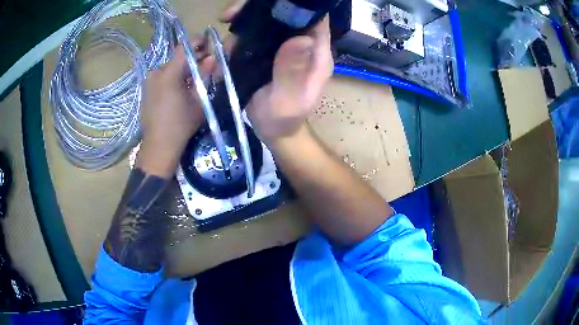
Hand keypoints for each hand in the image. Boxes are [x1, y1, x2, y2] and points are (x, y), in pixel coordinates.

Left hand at [137, 38, 213, 177]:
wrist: (158, 147)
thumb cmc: (181, 125)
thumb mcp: (198, 100)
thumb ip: (205, 76)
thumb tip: (213, 58)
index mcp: (169, 73)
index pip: (185, 46)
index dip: (199, 42)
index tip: (209, 45)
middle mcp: (156, 72)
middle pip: (178, 57)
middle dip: (193, 59)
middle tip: (206, 68)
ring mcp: (149, 81)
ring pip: (171, 67)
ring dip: (183, 70)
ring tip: (192, 83)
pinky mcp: (146, 89)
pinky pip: (163, 76)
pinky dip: (173, 78)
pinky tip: (179, 91)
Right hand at [221, 1, 333, 144]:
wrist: (275, 132)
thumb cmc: (285, 119)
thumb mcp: (289, 98)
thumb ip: (293, 71)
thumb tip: (301, 38)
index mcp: (316, 51)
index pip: (312, 17)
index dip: (294, 4)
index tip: (266, 1)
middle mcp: (301, 44)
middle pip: (284, 15)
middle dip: (258, 9)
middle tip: (231, 15)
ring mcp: (283, 48)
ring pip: (266, 24)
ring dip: (244, 23)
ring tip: (225, 29)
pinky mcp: (267, 55)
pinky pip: (253, 38)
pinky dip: (238, 37)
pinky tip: (224, 46)